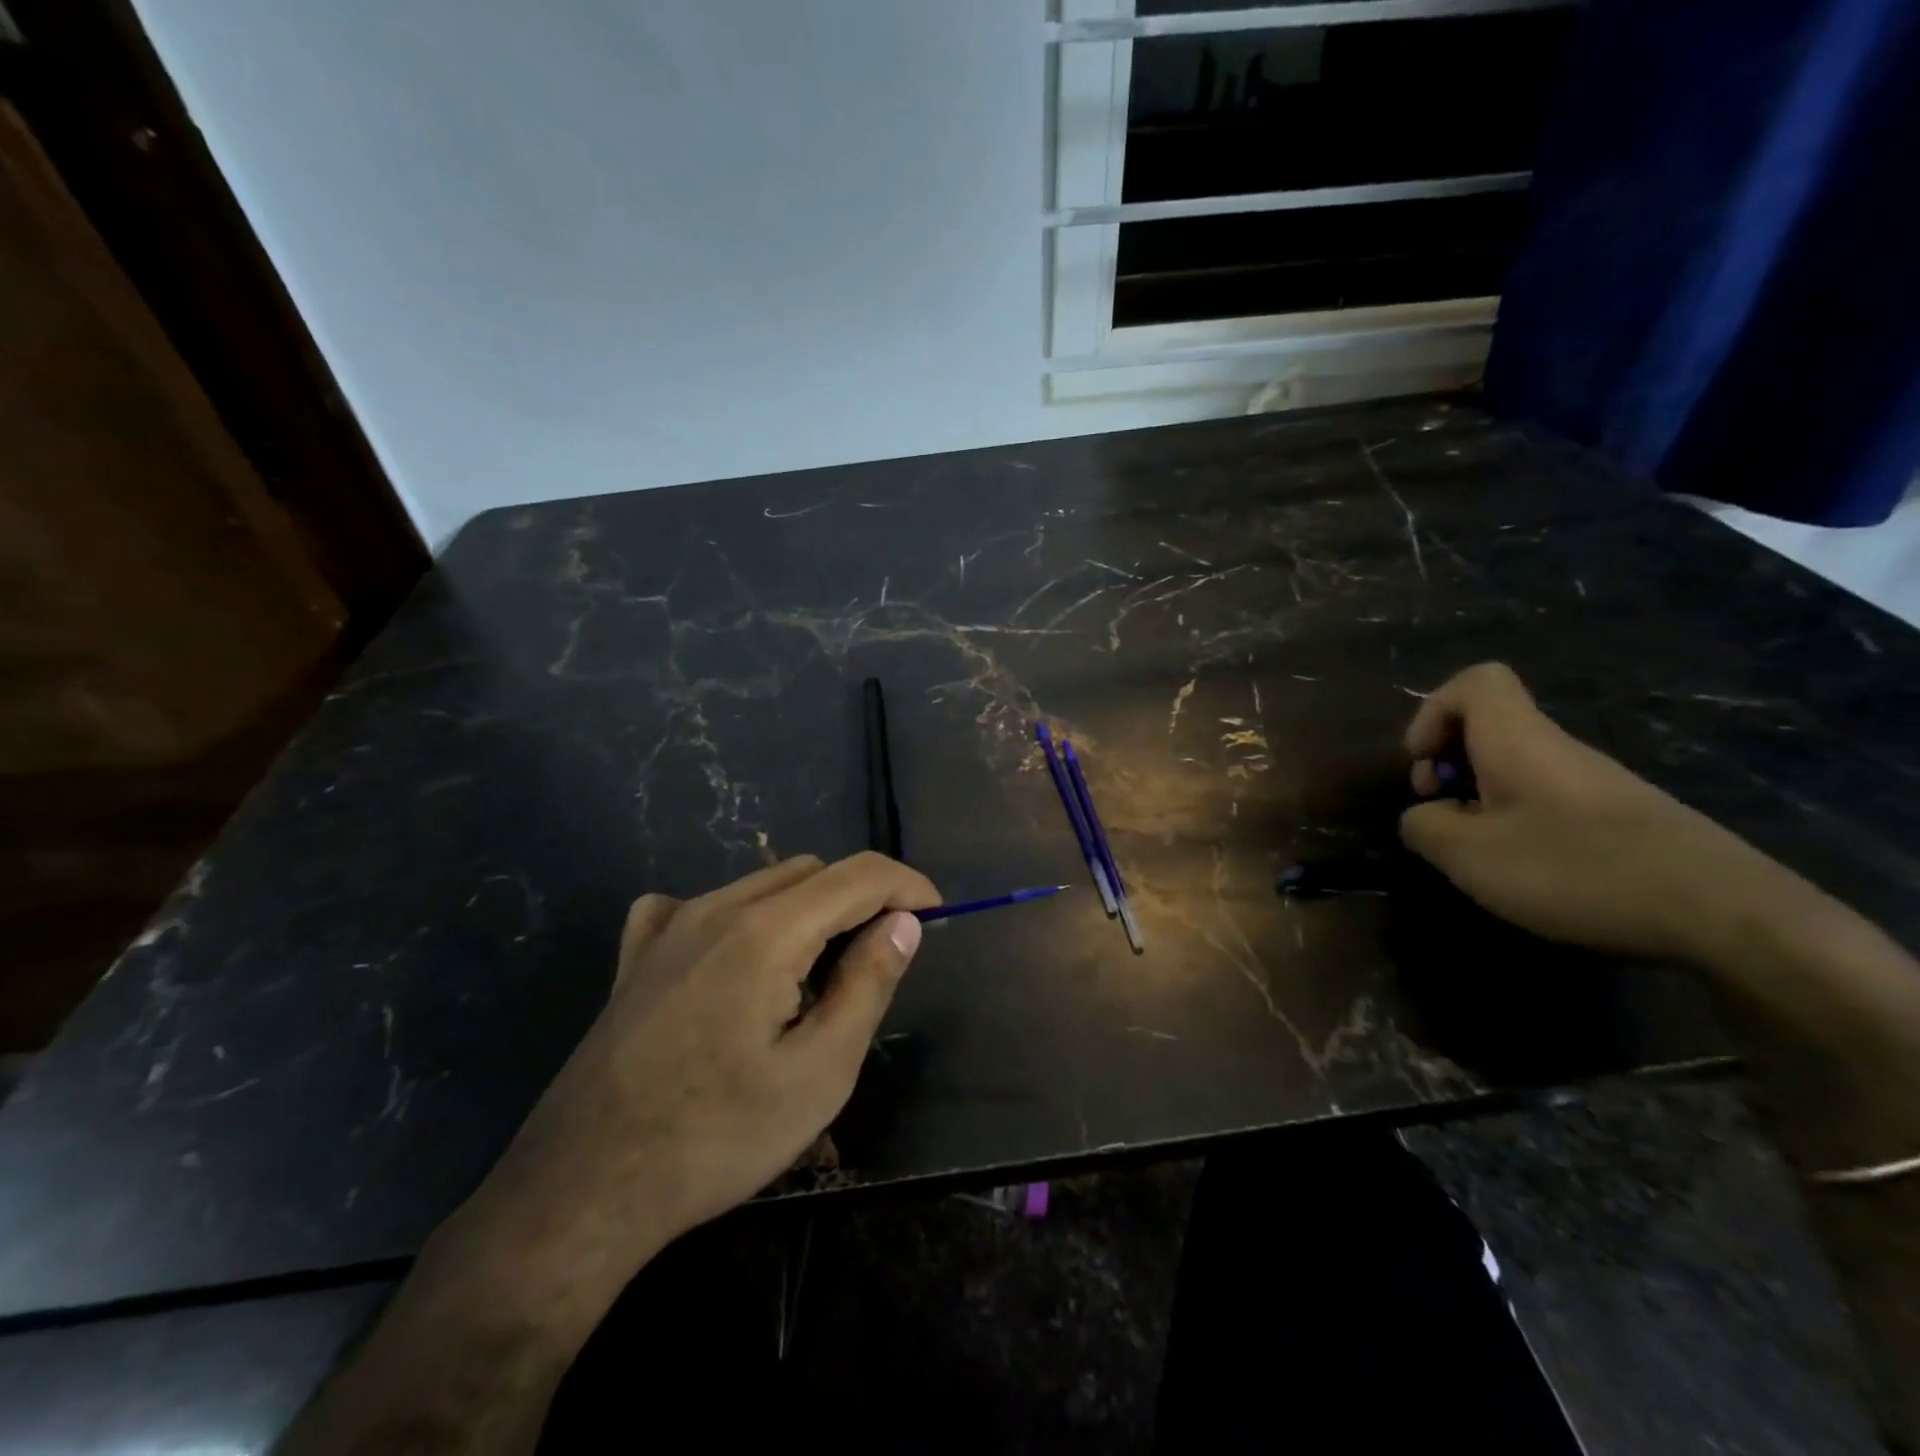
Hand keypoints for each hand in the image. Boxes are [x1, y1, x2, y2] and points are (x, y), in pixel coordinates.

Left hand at [445, 852, 938, 1326]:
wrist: (582, 1190)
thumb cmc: (716, 1137)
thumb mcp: (819, 1073)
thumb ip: (868, 983)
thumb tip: (903, 923)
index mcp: (766, 930)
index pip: (859, 874)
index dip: (908, 886)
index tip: (935, 917)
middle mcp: (716, 907)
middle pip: (812, 871)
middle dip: (859, 900)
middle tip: (876, 962)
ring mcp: (669, 927)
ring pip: (762, 885)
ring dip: (806, 911)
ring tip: (812, 979)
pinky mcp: (638, 956)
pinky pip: (700, 906)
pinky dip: (741, 917)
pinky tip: (734, 962)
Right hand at [1399, 662, 1764, 964]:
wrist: (1726, 914)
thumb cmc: (1577, 869)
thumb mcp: (1469, 855)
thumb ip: (1424, 827)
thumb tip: (1423, 817)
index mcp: (1518, 740)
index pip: (1475, 682)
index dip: (1432, 712)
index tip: (1423, 764)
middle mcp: (1556, 749)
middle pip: (1487, 727)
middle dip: (1447, 763)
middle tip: (1439, 811)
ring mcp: (1592, 784)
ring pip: (1514, 767)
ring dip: (1478, 800)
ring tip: (1477, 852)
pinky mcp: (1618, 818)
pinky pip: (1545, 800)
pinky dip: (1516, 823)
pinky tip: (1525, 871)